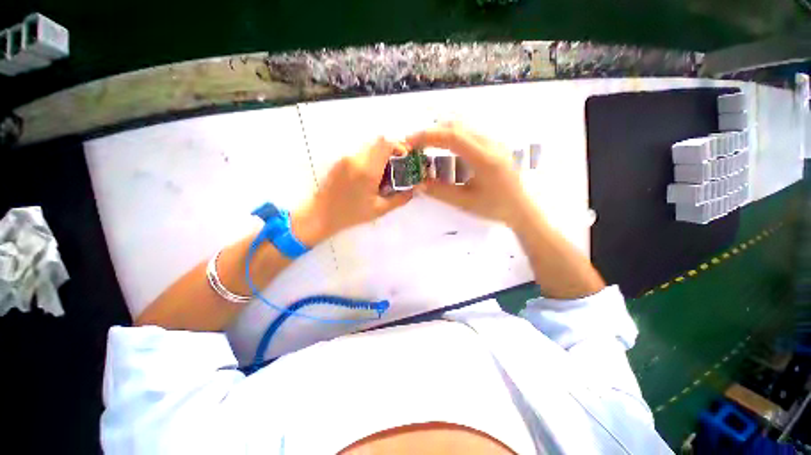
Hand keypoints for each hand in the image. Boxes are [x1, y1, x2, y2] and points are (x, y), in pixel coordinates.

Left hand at [291, 137, 413, 245]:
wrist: (320, 214)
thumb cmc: (351, 214)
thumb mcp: (379, 210)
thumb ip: (400, 199)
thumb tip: (413, 190)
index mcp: (367, 171)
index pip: (385, 144)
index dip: (399, 146)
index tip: (404, 158)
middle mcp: (356, 159)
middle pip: (378, 142)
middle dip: (391, 151)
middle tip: (396, 168)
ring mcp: (346, 158)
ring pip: (369, 147)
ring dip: (380, 156)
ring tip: (383, 175)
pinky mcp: (340, 161)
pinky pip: (360, 153)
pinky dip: (370, 159)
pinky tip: (369, 177)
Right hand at [406, 123, 531, 226]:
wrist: (521, 207)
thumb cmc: (495, 207)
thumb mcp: (465, 202)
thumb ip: (440, 192)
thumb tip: (417, 183)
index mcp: (485, 158)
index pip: (452, 136)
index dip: (428, 136)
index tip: (410, 142)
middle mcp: (490, 143)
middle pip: (456, 126)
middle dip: (431, 132)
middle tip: (414, 144)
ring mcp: (493, 141)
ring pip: (462, 127)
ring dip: (440, 133)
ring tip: (424, 146)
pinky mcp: (493, 144)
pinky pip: (468, 133)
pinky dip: (450, 136)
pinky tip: (442, 148)